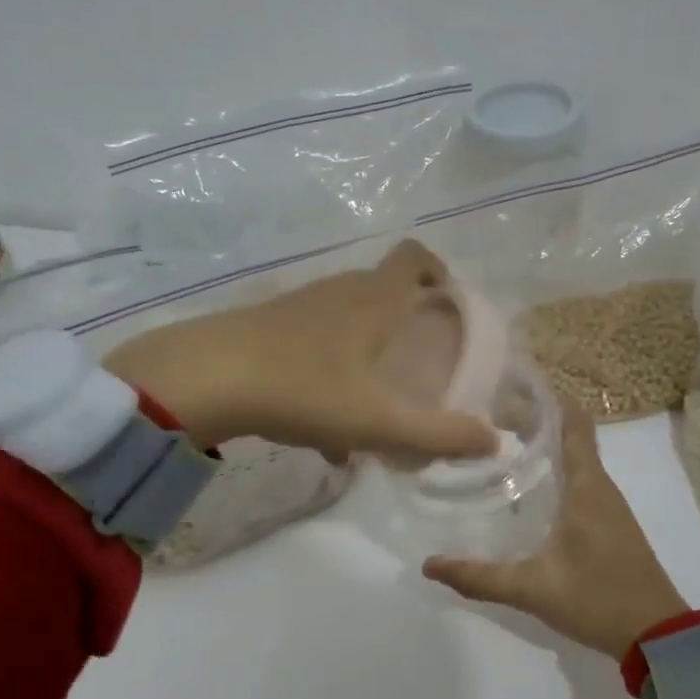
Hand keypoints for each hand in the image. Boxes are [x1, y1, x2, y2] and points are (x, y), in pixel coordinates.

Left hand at [103, 239, 497, 464]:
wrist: (205, 379)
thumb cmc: (304, 389)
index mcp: (374, 300)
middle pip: (383, 289)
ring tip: (376, 402)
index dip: (439, 270)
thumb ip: (439, 434)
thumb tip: (494, 441)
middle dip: (406, 320)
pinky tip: (324, 431)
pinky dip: (331, 373)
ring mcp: (299, 307)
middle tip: (421, 362)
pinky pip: (314, 345)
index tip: (450, 304)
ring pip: (347, 321)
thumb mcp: (378, 421)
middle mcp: (339, 292)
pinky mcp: (268, 327)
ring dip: (368, 351)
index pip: (415, 257)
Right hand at [423, 404, 690, 657]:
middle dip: (531, 419)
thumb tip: (428, 565)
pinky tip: (524, 487)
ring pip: (573, 458)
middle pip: (568, 434)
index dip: (545, 397)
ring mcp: (607, 505)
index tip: (509, 385)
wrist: (659, 637)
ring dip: (541, 444)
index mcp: (586, 486)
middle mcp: (599, 486)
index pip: (572, 422)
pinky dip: (552, 469)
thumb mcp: (533, 588)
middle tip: (486, 416)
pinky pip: (578, 480)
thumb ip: (480, 577)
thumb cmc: (599, 599)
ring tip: (497, 442)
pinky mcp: (608, 523)